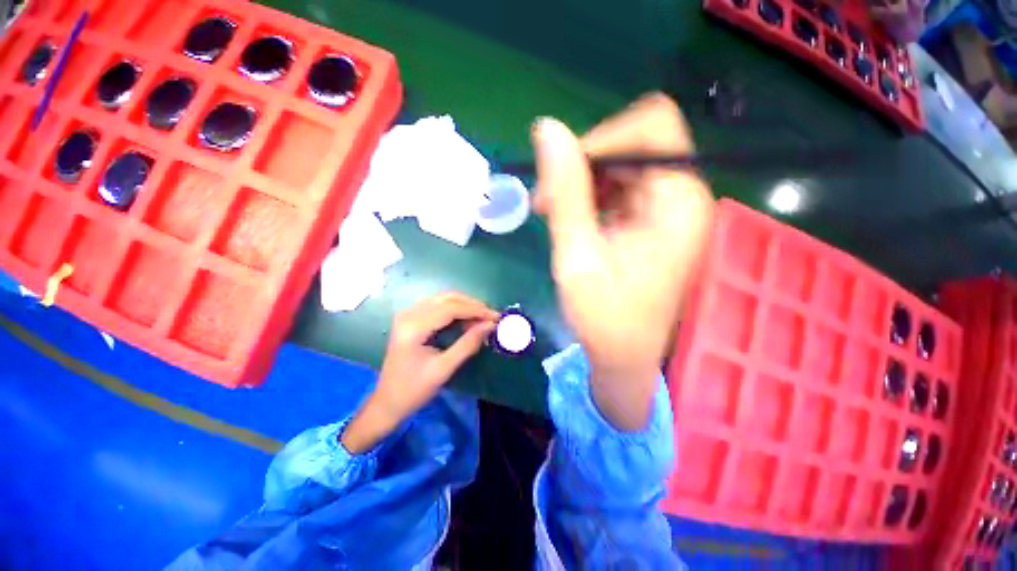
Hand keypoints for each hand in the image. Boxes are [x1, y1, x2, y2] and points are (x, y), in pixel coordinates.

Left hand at [341, 292, 497, 452]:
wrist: (387, 402)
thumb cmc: (414, 390)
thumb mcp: (444, 369)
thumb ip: (468, 344)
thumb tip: (490, 326)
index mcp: (413, 327)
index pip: (450, 308)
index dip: (476, 310)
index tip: (496, 317)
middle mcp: (409, 314)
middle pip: (447, 298)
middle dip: (473, 305)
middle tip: (491, 317)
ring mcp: (408, 314)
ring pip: (443, 298)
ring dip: (465, 305)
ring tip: (482, 319)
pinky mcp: (410, 318)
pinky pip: (438, 305)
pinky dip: (455, 309)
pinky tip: (467, 319)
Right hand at [533, 93, 714, 430]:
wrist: (623, 355)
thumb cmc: (604, 318)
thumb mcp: (578, 255)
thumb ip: (566, 192)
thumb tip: (548, 129)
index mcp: (678, 202)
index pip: (651, 126)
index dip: (602, 138)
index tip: (561, 176)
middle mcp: (681, 196)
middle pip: (634, 142)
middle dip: (584, 163)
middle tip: (547, 199)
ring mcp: (665, 207)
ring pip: (621, 163)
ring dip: (581, 180)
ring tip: (552, 212)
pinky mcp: (649, 219)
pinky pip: (617, 186)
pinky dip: (588, 194)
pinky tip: (569, 219)